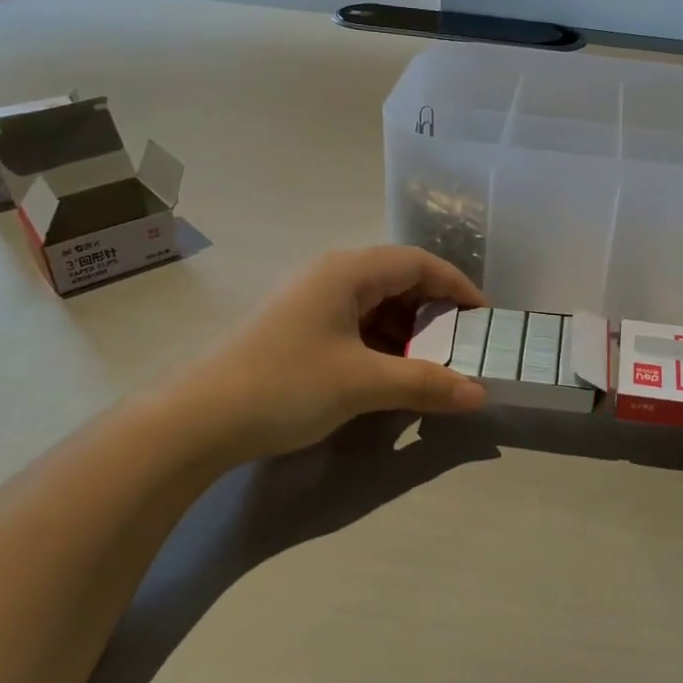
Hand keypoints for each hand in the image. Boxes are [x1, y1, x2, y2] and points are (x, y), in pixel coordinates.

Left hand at [163, 247, 488, 466]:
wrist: (197, 420)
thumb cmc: (286, 385)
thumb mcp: (362, 383)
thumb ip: (425, 383)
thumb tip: (479, 394)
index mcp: (348, 271)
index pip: (419, 263)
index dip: (457, 286)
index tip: (485, 318)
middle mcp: (331, 276)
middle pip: (398, 281)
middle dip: (434, 313)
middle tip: (461, 347)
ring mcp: (310, 302)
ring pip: (375, 306)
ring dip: (407, 333)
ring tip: (430, 367)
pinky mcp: (297, 329)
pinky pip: (354, 326)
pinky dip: (380, 346)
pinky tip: (389, 375)